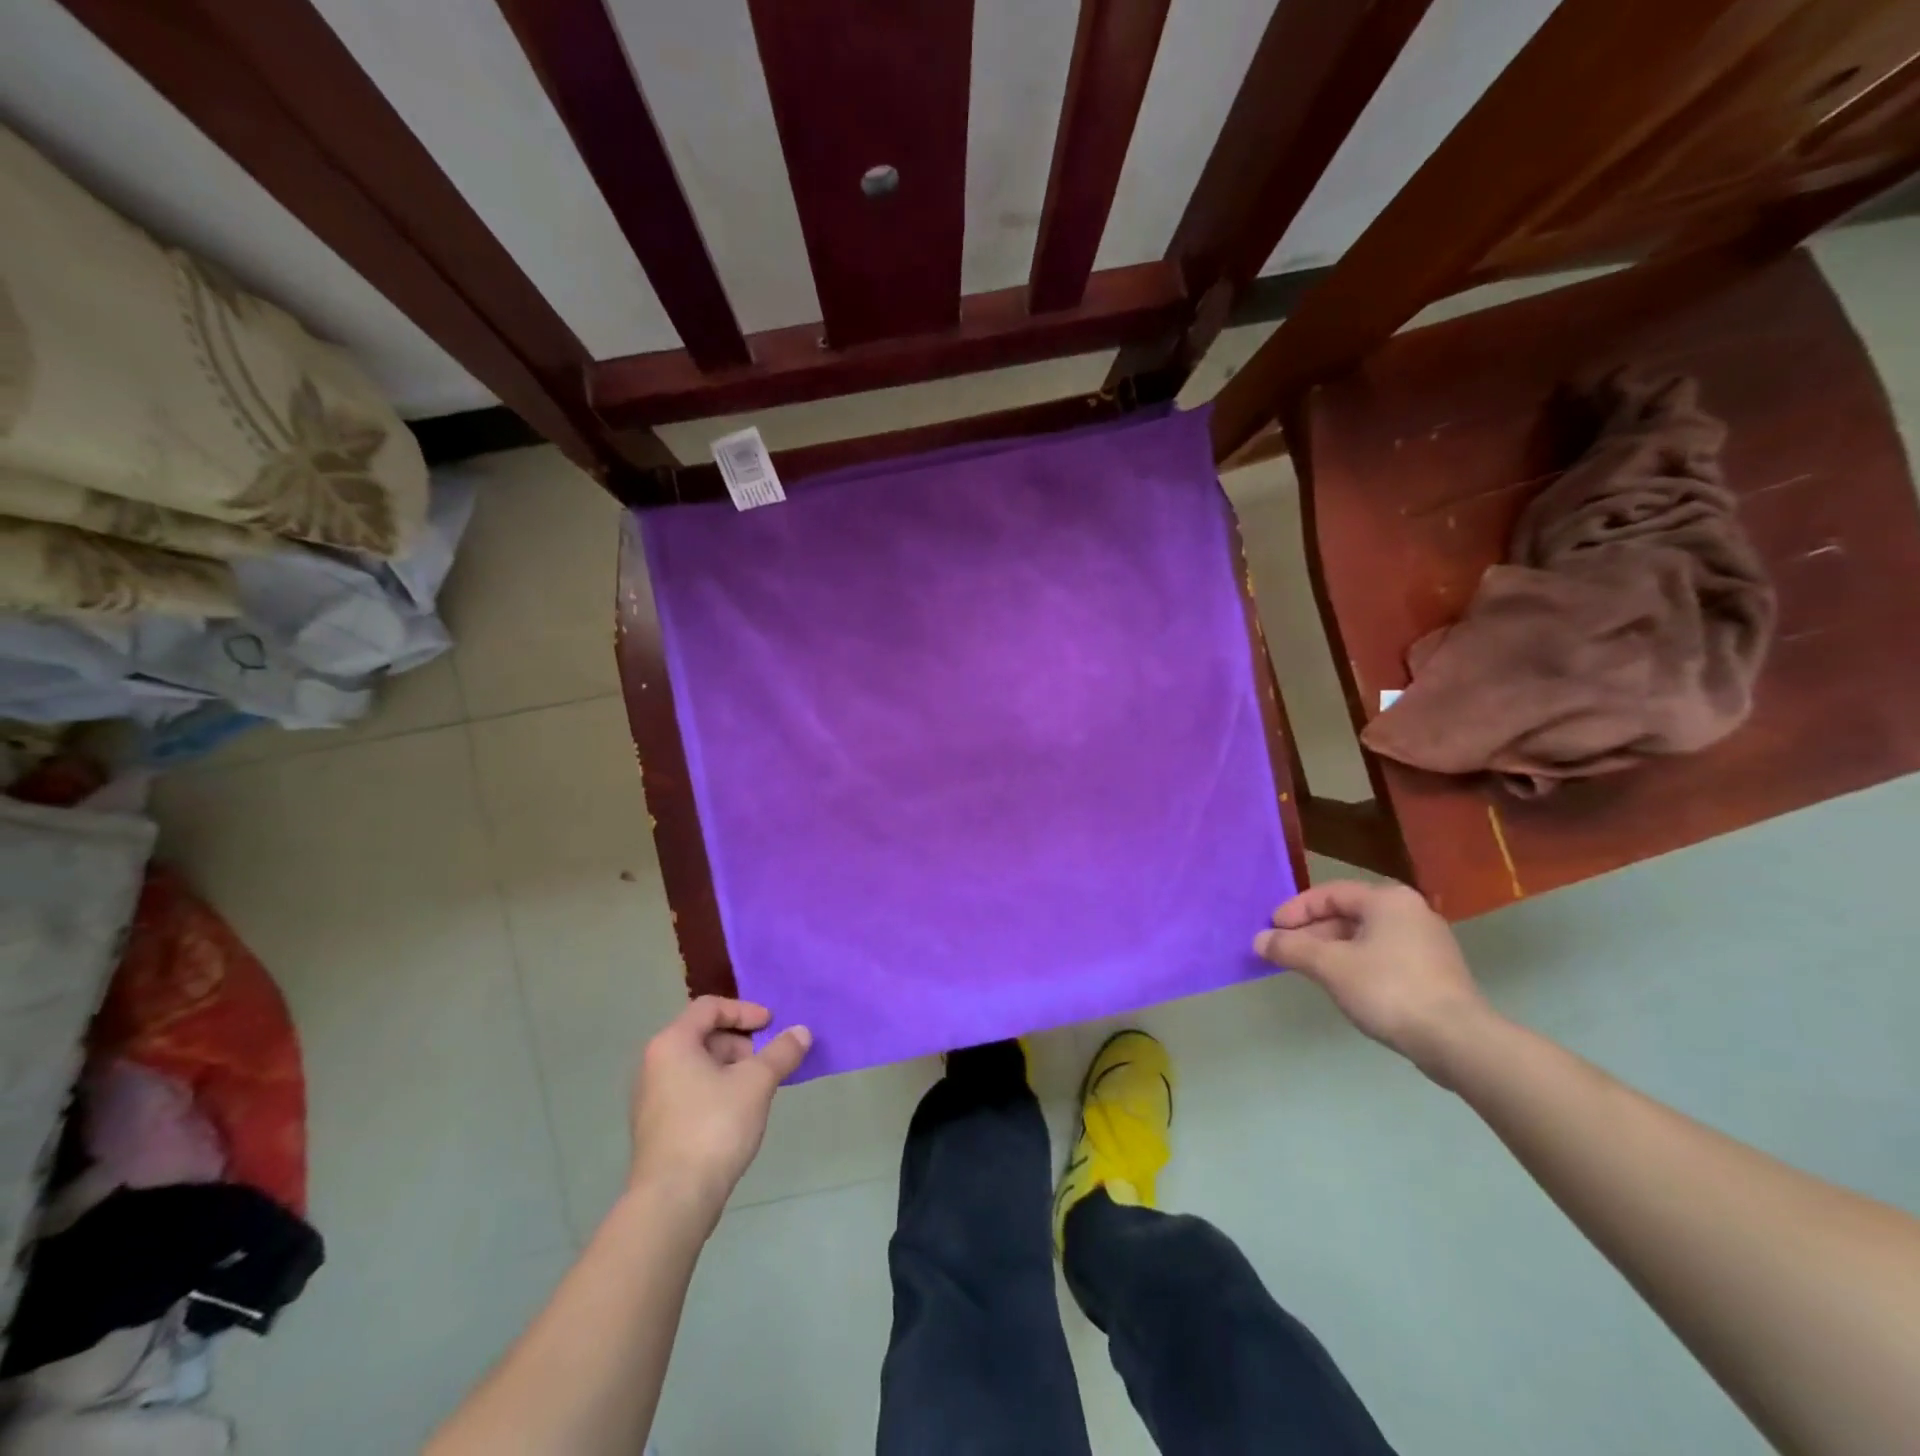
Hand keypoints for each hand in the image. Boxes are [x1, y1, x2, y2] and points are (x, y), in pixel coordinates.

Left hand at [628, 997, 810, 1224]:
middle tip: (768, 1061)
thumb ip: (781, 1052)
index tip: (772, 1026)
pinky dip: (718, 1090)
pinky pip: (691, 1091)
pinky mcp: (657, 1127)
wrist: (673, 1200)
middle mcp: (654, 1064)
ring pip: (698, 1066)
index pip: (710, 1007)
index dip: (745, 1011)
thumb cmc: (714, 1127)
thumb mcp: (756, 1083)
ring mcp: (652, 1098)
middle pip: (704, 1035)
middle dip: (741, 1043)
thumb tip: (802, 1032)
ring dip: (732, 1068)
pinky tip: (739, 1114)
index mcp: (672, 1043)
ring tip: (759, 1089)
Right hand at [1255, 881, 1493, 1080]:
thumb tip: (1259, 940)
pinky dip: (1356, 963)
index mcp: (1387, 900)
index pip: (1330, 893)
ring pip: (1365, 936)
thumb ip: (1291, 948)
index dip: (1296, 909)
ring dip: (1331, 949)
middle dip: (1312, 931)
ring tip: (1307, 969)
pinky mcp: (1435, 971)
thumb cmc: (1389, 989)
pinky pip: (1383, 955)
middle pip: (1348, 914)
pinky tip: (1342, 985)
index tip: (1272, 930)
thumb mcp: (1330, 966)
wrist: (1457, 1041)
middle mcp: (1410, 911)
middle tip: (1285, 951)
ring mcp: (1427, 942)